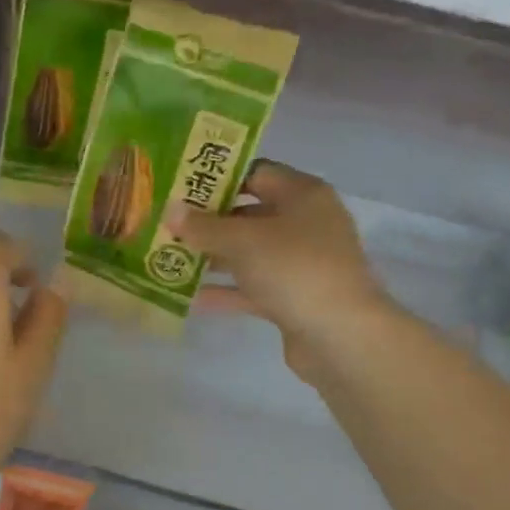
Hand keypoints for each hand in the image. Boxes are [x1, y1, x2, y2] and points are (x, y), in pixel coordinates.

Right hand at [170, 160, 393, 384]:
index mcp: (303, 195)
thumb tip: (170, 209)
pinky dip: (226, 290)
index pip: (256, 173)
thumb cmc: (294, 269)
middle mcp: (306, 224)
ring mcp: (301, 263)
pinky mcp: (294, 298)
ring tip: (170, 259)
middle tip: (168, 225)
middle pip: (250, 215)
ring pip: (250, 253)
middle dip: (209, 222)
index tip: (181, 187)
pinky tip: (190, 297)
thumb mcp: (242, 241)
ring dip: (214, 257)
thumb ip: (203, 226)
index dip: (219, 178)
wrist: (341, 336)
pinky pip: (253, 288)